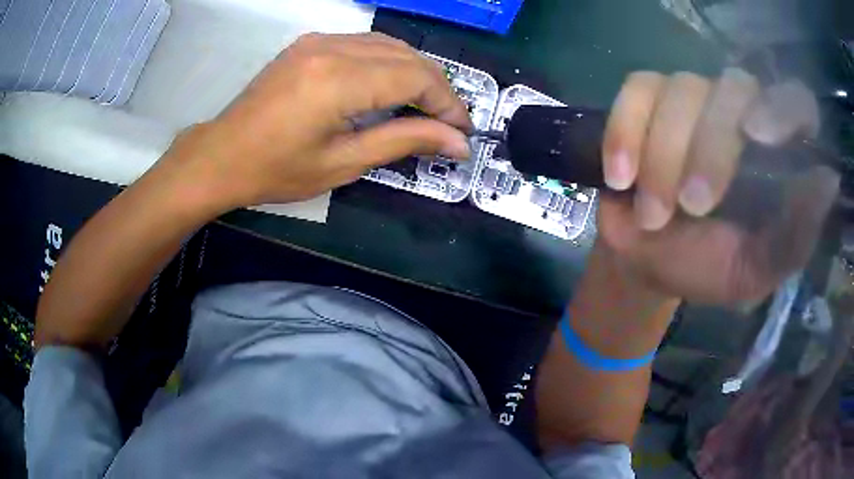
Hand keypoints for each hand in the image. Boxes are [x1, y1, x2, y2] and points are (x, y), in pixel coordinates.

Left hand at [164, 33, 471, 208]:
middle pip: (407, 55)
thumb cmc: (275, 170)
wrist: (221, 155)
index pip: (416, 76)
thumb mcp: (343, 163)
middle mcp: (332, 48)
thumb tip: (457, 142)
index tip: (462, 130)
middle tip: (448, 122)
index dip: (448, 102)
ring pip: (389, 44)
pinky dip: (388, 62)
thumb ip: (403, 142)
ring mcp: (318, 40)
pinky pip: (364, 43)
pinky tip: (391, 86)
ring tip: (425, 106)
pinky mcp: (309, 43)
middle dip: (436, 87)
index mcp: (339, 79)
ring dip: (415, 72)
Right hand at [598, 69, 838, 304]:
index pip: (797, 102)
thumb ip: (794, 238)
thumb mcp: (754, 271)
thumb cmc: (706, 269)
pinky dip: (626, 132)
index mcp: (777, 155)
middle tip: (692, 207)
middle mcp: (740, 113)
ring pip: (681, 88)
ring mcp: (692, 99)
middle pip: (733, 88)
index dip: (783, 107)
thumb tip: (829, 180)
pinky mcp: (646, 100)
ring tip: (652, 213)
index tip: (757, 136)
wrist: (647, 262)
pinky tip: (621, 177)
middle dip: (710, 149)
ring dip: (663, 156)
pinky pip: (637, 91)